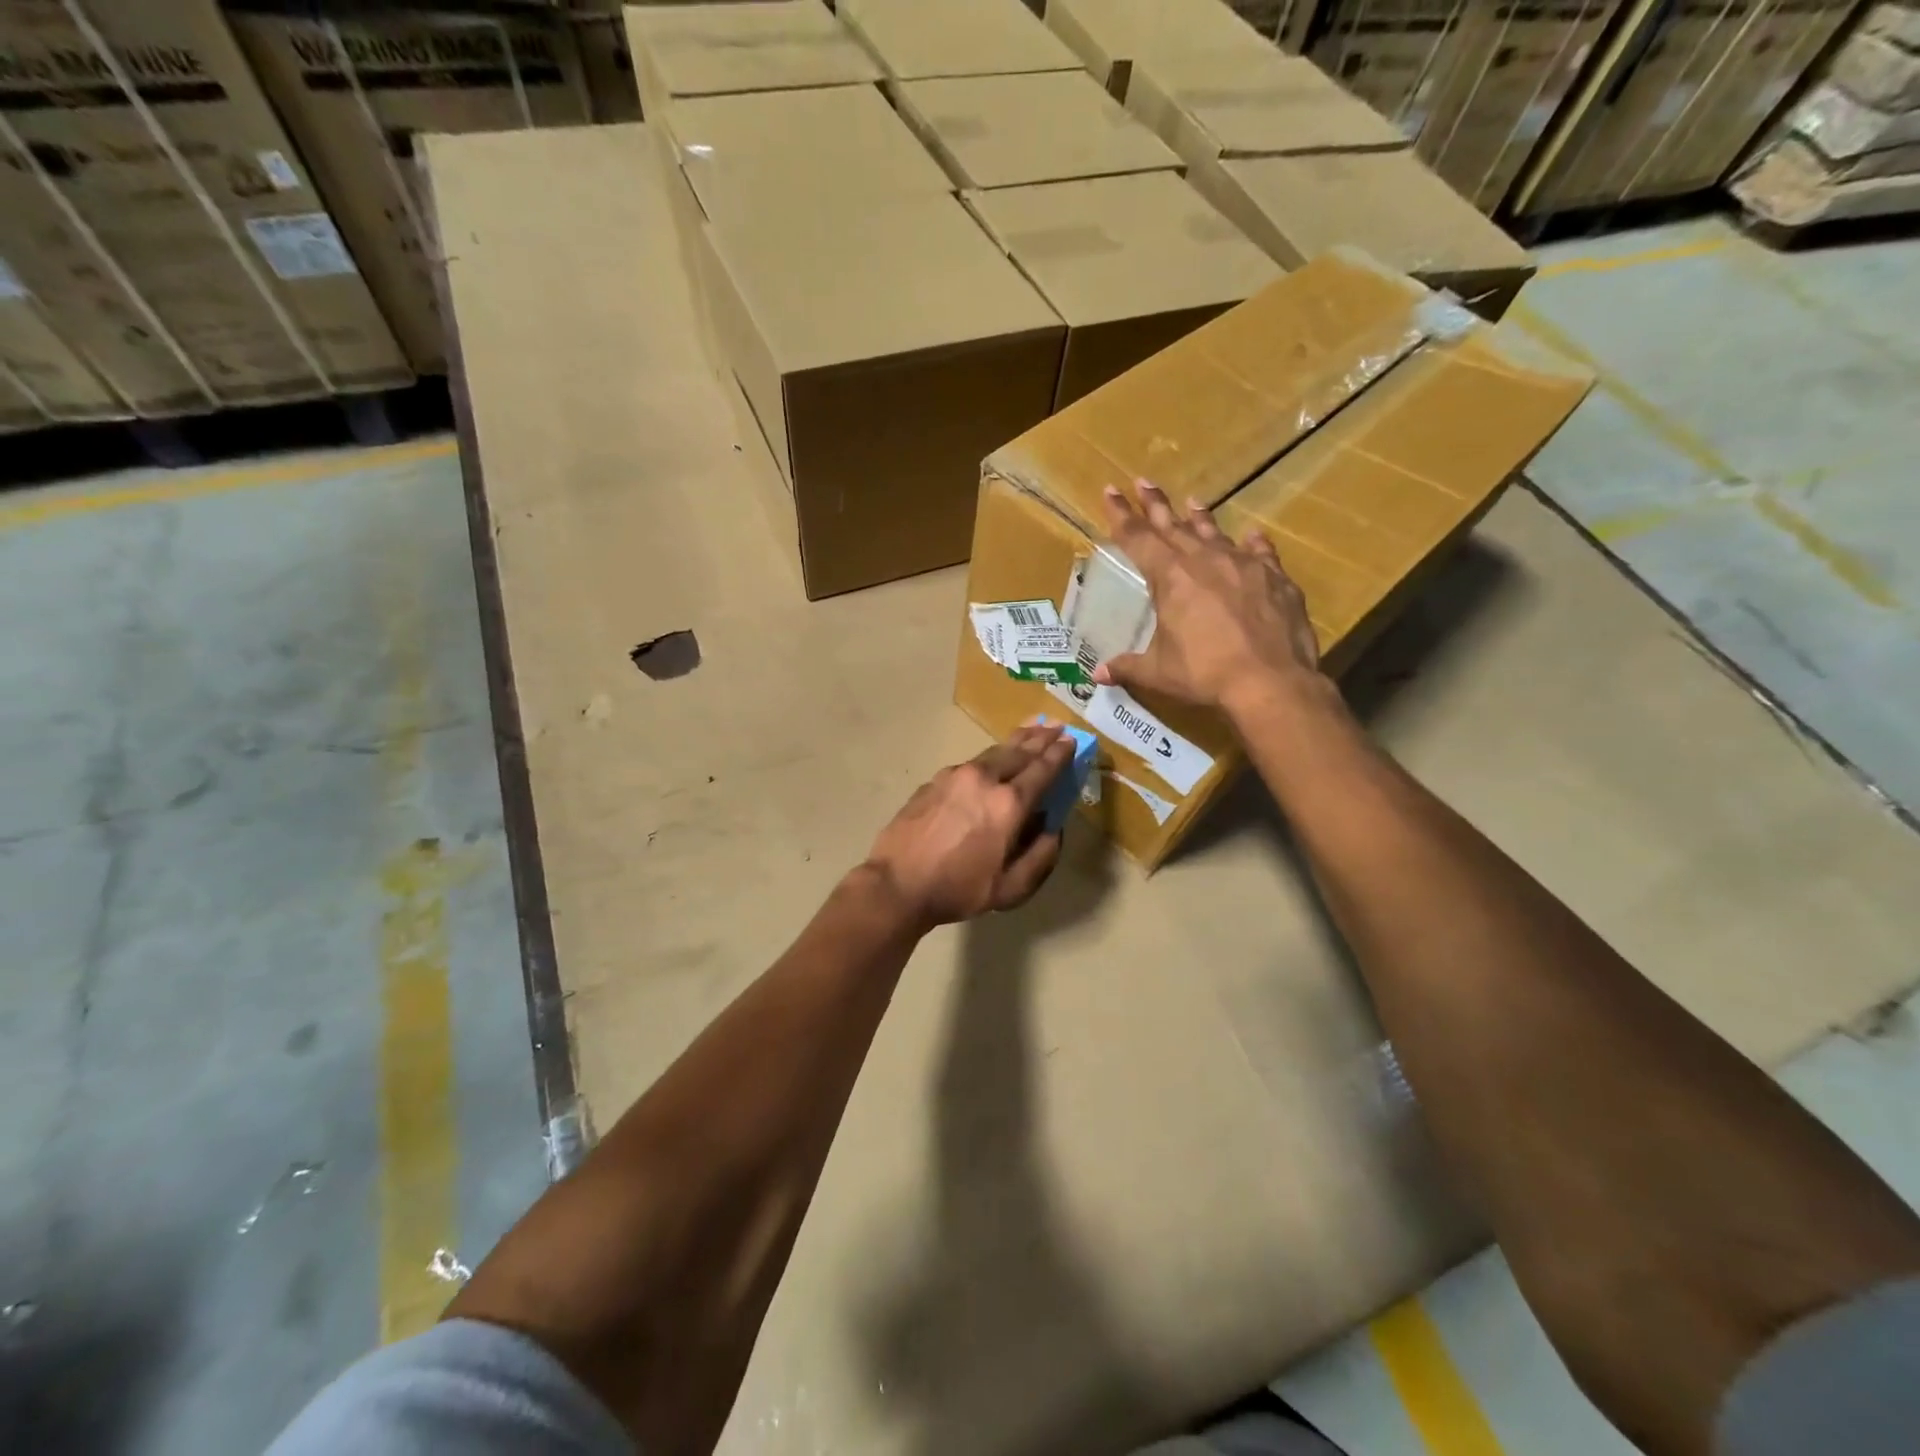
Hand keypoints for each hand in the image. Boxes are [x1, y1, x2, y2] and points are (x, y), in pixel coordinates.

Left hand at [865, 724, 1073, 928]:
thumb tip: (1053, 829)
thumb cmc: (958, 889)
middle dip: (1041, 738)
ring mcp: (956, 775)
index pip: (1042, 770)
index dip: (1059, 754)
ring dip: (1016, 740)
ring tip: (1032, 728)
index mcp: (1009, 804)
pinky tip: (993, 759)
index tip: (1072, 740)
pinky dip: (990, 756)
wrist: (898, 883)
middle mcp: (985, 779)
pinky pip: (971, 763)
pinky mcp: (935, 780)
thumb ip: (1040, 857)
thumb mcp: (1010, 888)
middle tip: (1057, 726)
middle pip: (1019, 752)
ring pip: (993, 752)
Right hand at [1093, 480, 1324, 717]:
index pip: (1137, 538)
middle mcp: (1205, 560)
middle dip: (1155, 504)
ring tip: (1192, 501)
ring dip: (1200, 518)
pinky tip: (1252, 536)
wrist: (1271, 681)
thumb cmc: (1205, 674)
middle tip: (1142, 481)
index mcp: (1170, 577)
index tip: (1110, 490)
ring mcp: (1243, 566)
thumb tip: (1098, 674)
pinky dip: (1252, 544)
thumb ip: (1127, 667)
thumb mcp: (1158, 672)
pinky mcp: (1275, 578)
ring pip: (1215, 533)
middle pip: (1173, 525)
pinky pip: (1260, 552)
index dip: (1121, 515)